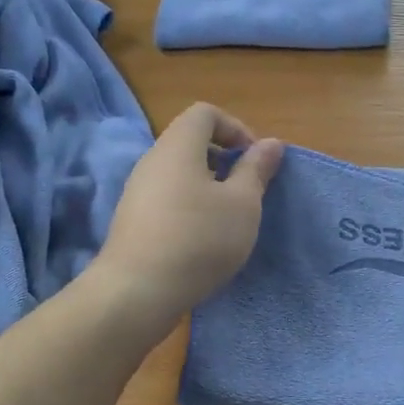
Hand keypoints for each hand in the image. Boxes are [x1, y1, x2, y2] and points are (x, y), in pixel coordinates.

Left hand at [93, 103, 283, 326]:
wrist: (138, 291)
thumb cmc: (199, 238)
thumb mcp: (243, 204)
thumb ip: (257, 169)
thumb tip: (272, 143)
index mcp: (178, 146)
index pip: (205, 113)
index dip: (235, 128)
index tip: (254, 160)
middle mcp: (152, 161)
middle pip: (190, 143)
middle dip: (224, 160)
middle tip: (246, 191)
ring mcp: (137, 192)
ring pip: (179, 174)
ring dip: (208, 187)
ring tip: (228, 220)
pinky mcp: (132, 221)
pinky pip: (167, 199)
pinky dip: (189, 207)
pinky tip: (202, 241)